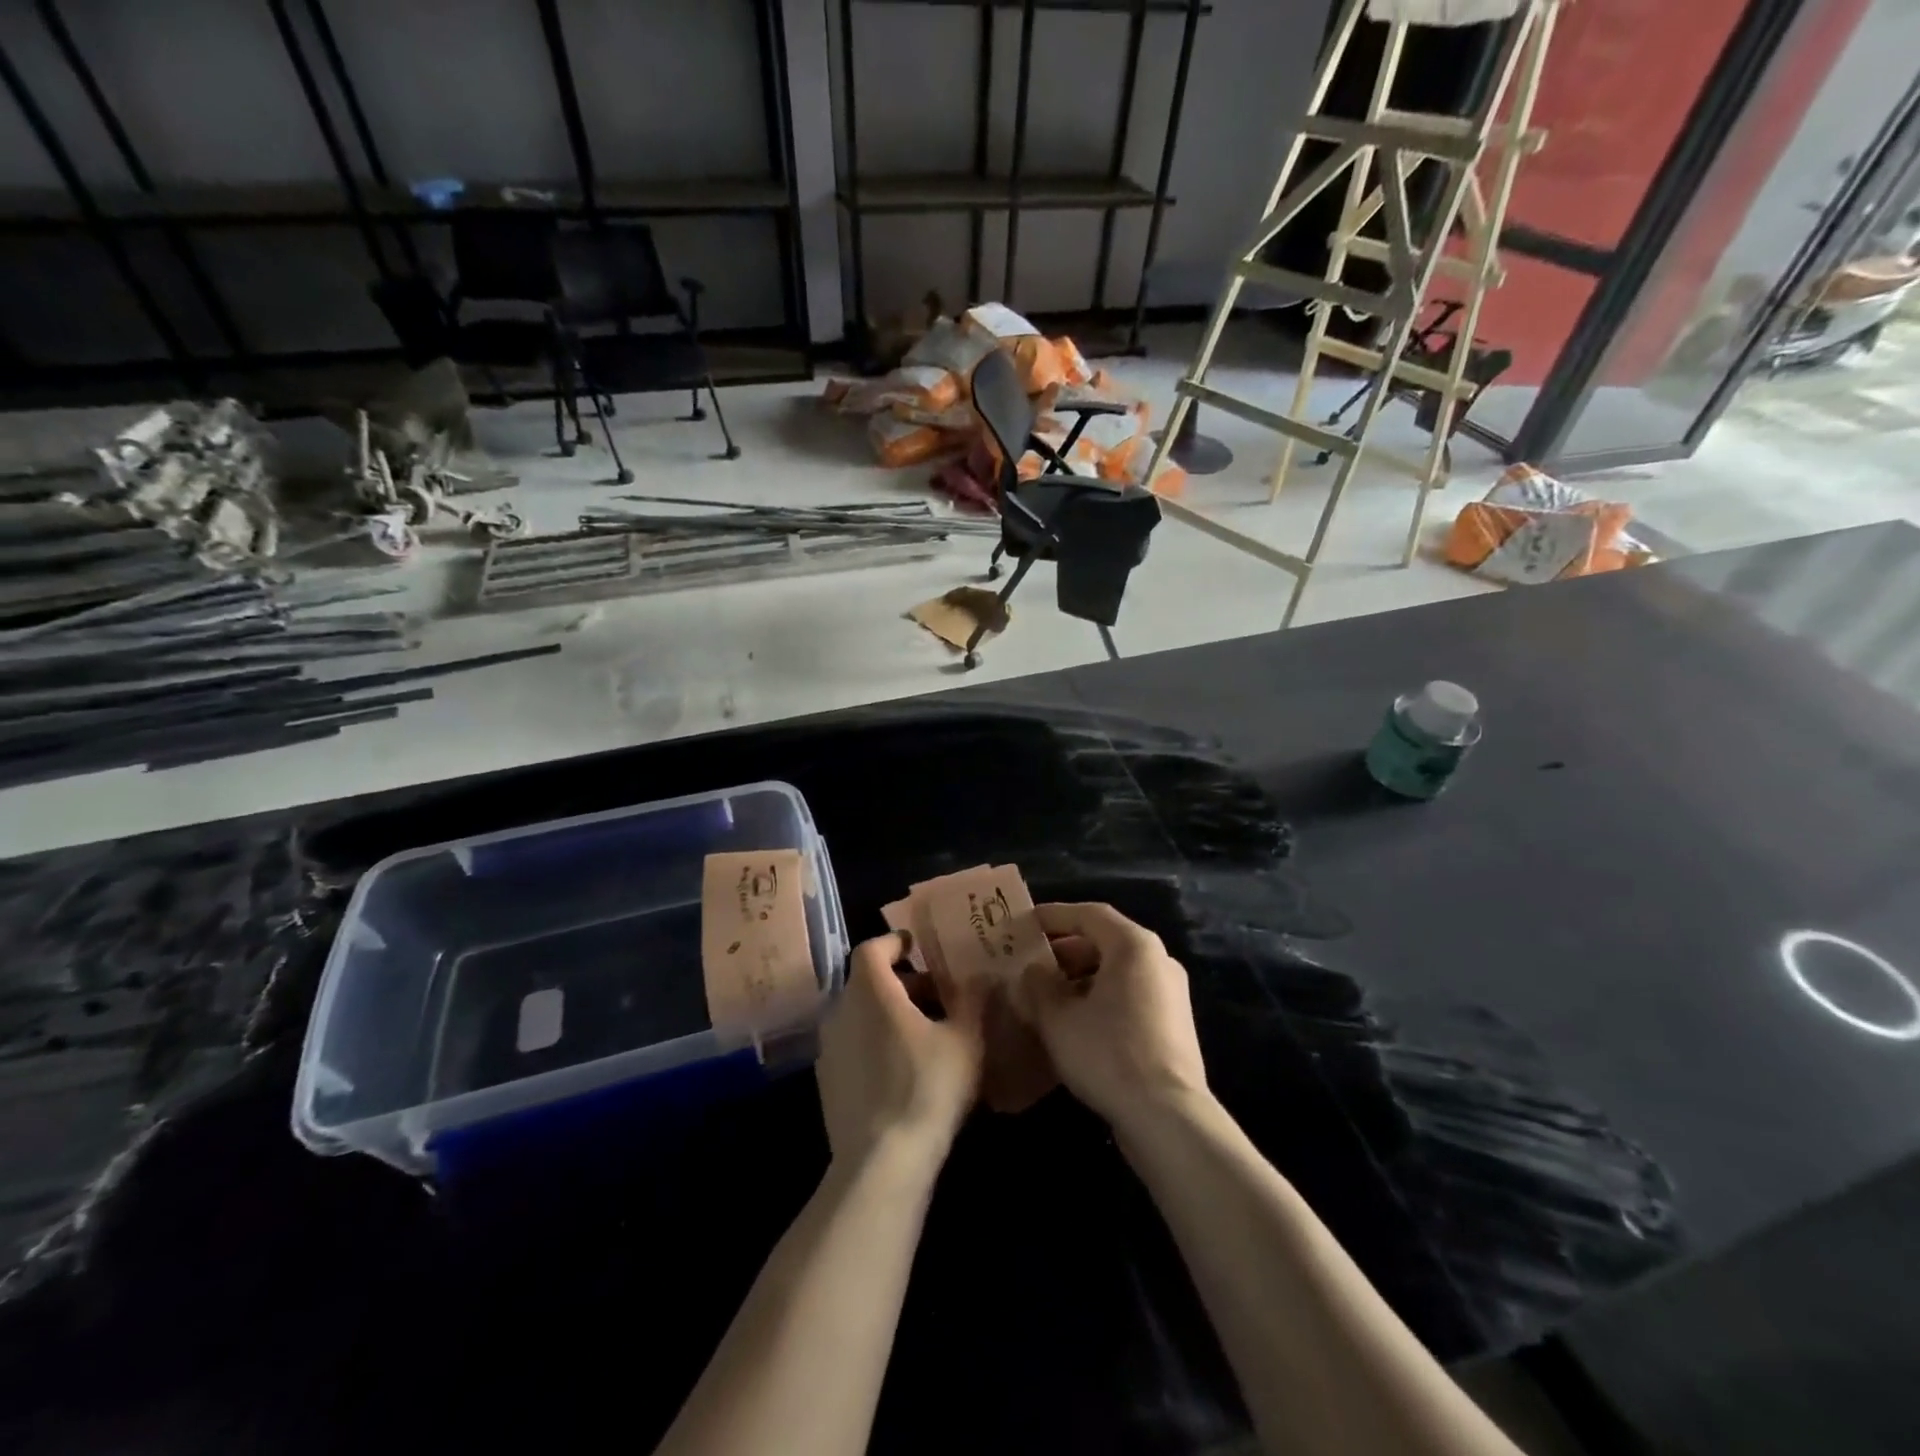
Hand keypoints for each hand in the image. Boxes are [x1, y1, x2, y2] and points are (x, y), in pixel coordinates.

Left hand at [816, 932, 984, 1172]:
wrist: (881, 1162)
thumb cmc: (927, 1087)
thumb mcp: (964, 1039)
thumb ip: (972, 999)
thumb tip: (980, 975)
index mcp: (870, 990)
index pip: (872, 947)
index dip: (895, 942)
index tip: (919, 948)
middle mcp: (840, 1010)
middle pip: (867, 981)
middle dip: (902, 982)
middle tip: (937, 996)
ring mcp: (828, 1048)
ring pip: (859, 1014)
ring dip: (888, 1014)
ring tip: (925, 1034)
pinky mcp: (826, 1082)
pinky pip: (852, 1045)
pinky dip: (874, 1042)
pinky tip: (902, 1069)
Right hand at [1021, 903, 1207, 1132]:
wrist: (1167, 1117)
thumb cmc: (1108, 1053)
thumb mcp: (1058, 1017)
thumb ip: (1038, 985)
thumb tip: (1032, 971)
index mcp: (1134, 946)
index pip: (1089, 914)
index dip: (1054, 915)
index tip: (1024, 924)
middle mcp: (1159, 960)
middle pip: (1105, 941)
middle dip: (1064, 951)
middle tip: (1030, 964)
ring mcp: (1171, 993)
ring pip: (1117, 971)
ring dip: (1080, 978)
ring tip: (1046, 996)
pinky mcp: (1174, 1025)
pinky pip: (1130, 995)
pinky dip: (1100, 998)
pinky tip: (1074, 1023)